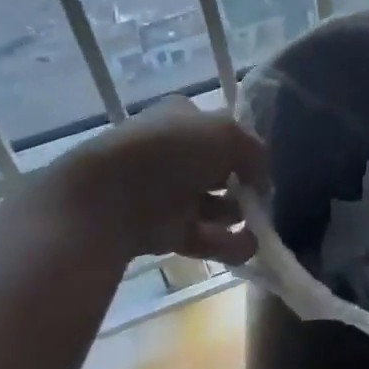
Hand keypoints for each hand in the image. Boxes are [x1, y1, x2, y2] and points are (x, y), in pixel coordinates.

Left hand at [42, 97, 266, 268]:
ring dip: (237, 217)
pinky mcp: (159, 230)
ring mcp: (164, 193)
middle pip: (216, 168)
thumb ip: (254, 152)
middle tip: (263, 199)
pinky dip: (225, 244)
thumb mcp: (226, 134)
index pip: (219, 128)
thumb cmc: (169, 151)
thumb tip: (263, 178)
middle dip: (242, 184)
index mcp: (180, 118)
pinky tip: (248, 250)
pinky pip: (200, 236)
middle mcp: (172, 152)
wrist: (105, 201)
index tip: (263, 165)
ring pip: (210, 205)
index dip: (242, 145)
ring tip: (261, 229)